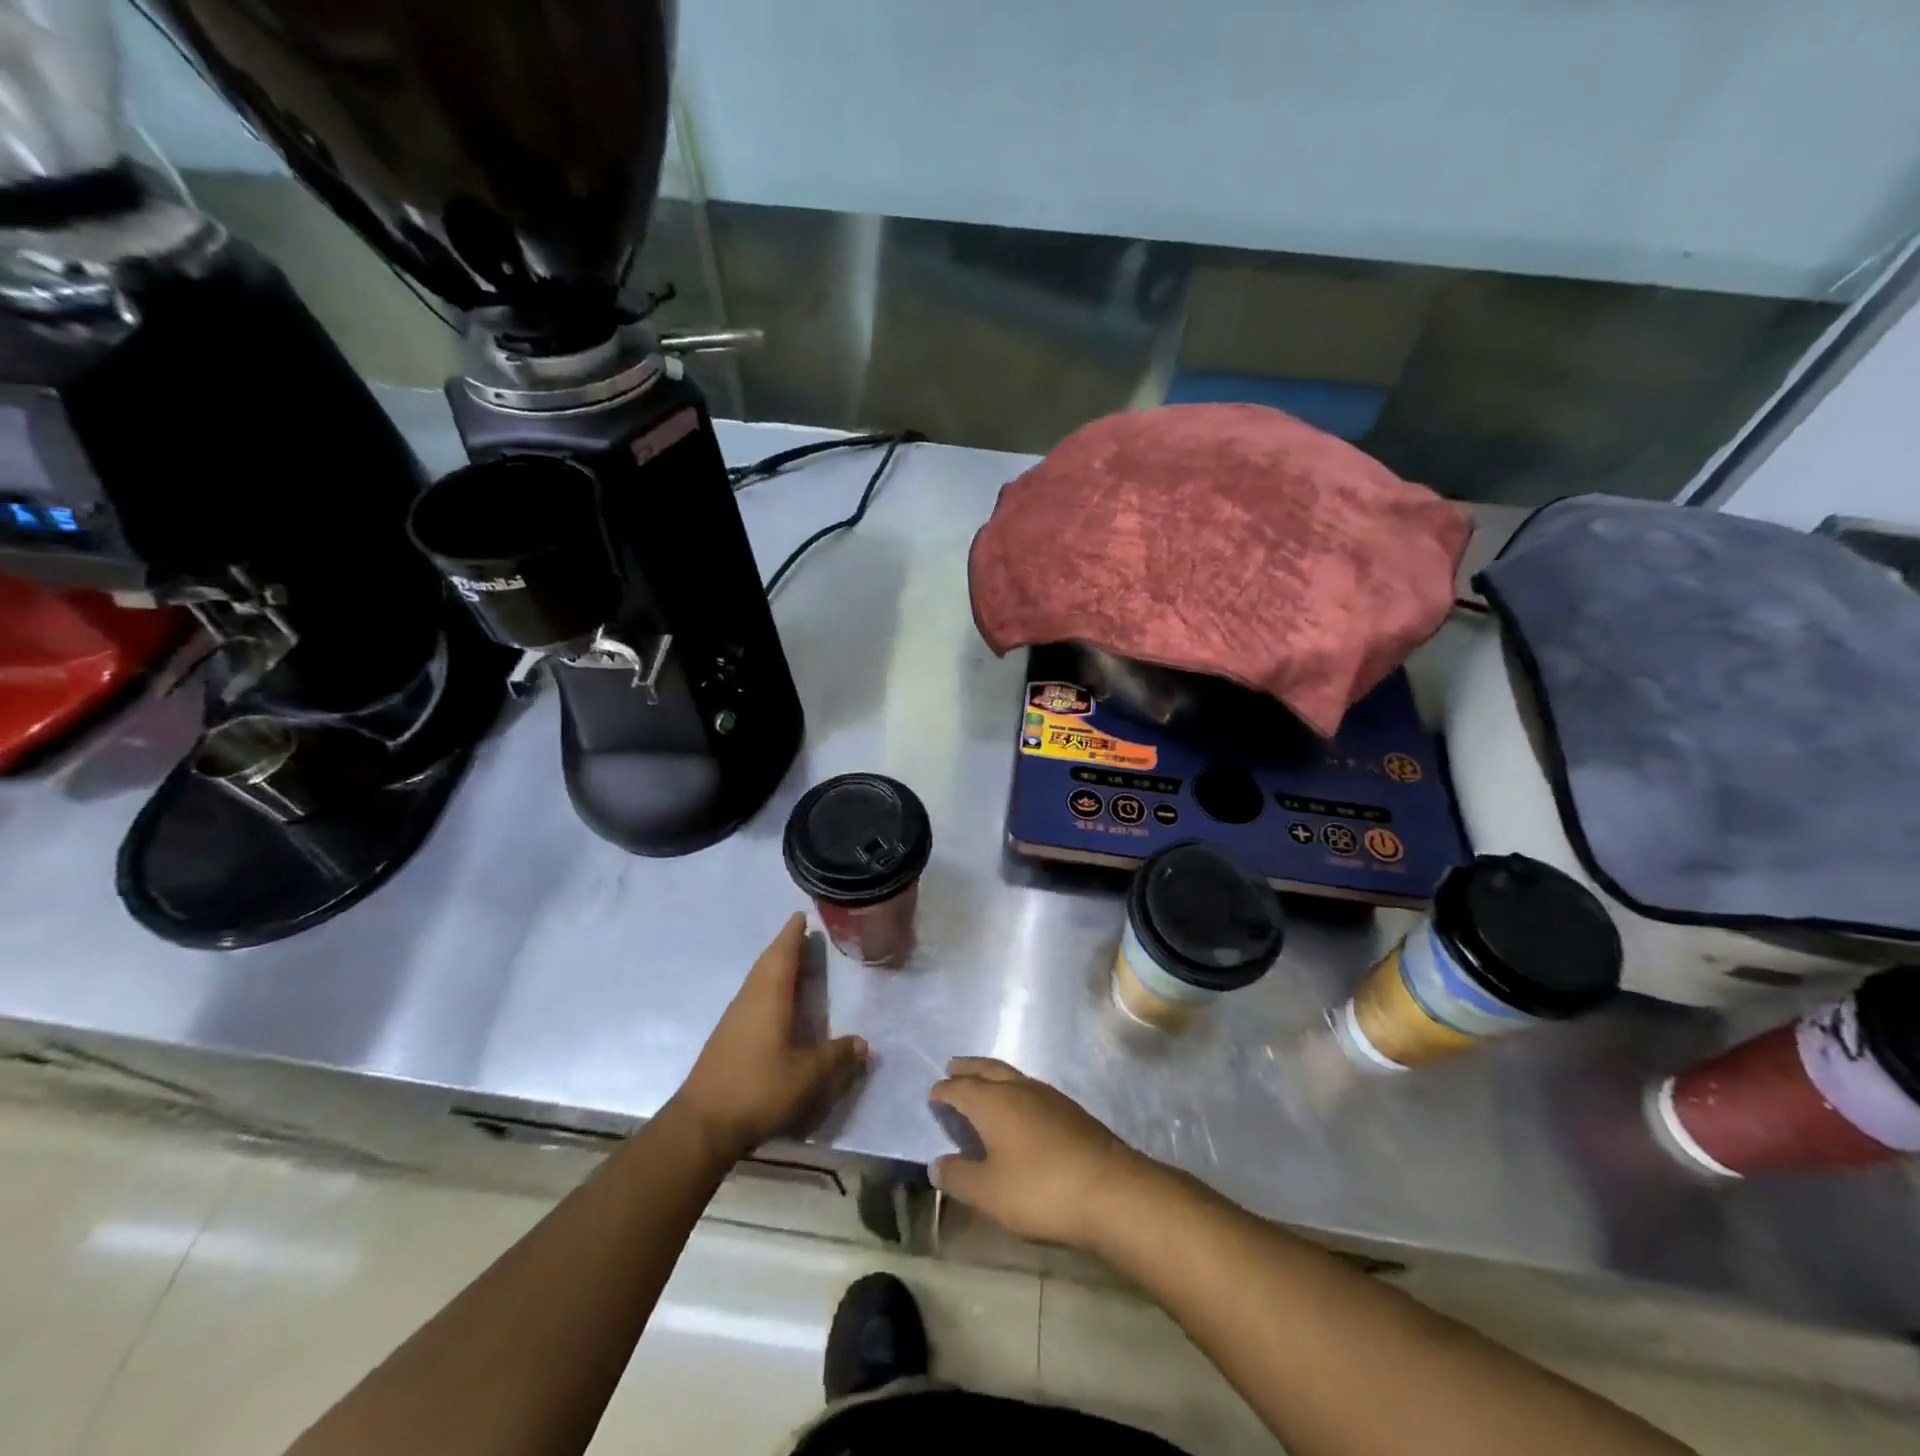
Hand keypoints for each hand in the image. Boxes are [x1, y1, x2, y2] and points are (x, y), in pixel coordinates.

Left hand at [675, 914, 868, 1160]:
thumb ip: (836, 1056)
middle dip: (785, 947)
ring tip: (796, 965)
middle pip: (768, 963)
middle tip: (804, 936)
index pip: (782, 954)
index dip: (793, 934)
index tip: (801, 915)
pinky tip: (777, 1004)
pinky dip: (768, 989)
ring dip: (776, 968)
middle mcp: (749, 999)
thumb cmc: (759, 1088)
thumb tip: (863, 1043)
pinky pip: (752, 999)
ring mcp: (734, 1019)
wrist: (702, 1125)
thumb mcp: (808, 1075)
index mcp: (769, 996)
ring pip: (758, 981)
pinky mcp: (727, 1038)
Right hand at [928, 1057, 1153, 1249]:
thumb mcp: (989, 1193)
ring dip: (992, 1075)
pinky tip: (1020, 1107)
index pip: (960, 1088)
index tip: (933, 1093)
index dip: (944, 1090)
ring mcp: (1048, 1096)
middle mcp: (1018, 1088)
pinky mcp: (1070, 1110)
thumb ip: (959, 1177)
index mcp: (992, 1102)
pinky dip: (1014, 1089)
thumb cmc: (1039, 1189)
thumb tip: (937, 1163)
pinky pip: (1031, 1088)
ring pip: (1012, 1075)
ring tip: (983, 1083)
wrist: (1109, 1189)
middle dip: (968, 1068)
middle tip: (953, 1067)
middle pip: (987, 1069)